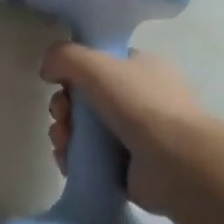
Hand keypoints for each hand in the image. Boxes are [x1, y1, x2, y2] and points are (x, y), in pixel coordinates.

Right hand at [41, 45, 208, 215]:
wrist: (176, 164)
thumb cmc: (140, 105)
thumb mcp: (96, 65)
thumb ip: (64, 56)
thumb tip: (47, 70)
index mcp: (142, 68)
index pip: (100, 63)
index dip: (75, 71)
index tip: (60, 82)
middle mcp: (140, 99)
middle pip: (86, 97)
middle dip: (64, 106)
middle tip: (61, 115)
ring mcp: (136, 135)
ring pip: (84, 129)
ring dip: (64, 132)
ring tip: (63, 141)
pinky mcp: (128, 167)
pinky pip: (90, 157)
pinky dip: (73, 157)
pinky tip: (67, 159)